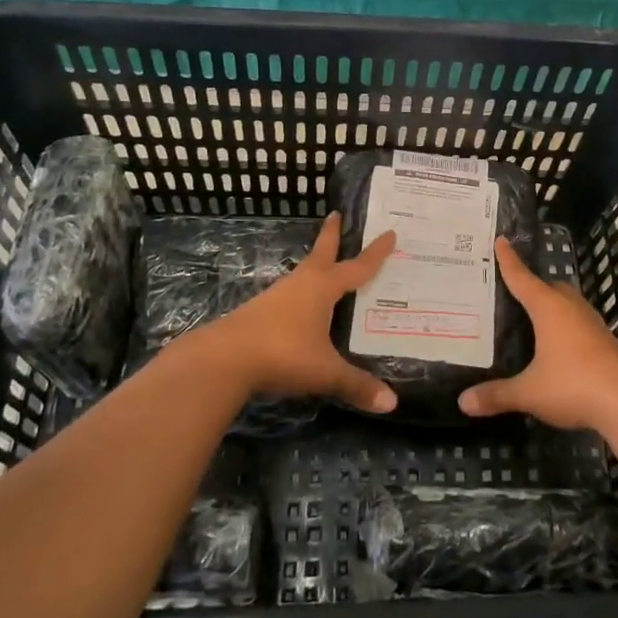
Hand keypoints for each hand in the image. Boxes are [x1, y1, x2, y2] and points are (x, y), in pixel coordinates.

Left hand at [193, 213, 398, 413]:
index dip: (376, 253)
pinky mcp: (260, 312)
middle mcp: (301, 285)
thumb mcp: (326, 372)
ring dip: (316, 266)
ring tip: (326, 267)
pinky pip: (290, 295)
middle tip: (336, 215)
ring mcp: (277, 296)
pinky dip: (302, 292)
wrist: (224, 358)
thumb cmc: (283, 354)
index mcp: (322, 288)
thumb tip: (392, 403)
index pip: (357, 267)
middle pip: (321, 254)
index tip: (390, 233)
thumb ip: (357, 385)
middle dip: (331, 235)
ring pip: (303, 274)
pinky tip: (302, 307)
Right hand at [458, 236, 617, 431]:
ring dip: (551, 306)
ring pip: (567, 304)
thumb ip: (497, 394)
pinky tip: (556, 344)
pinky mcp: (605, 342)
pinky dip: (564, 326)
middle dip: (533, 285)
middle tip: (512, 289)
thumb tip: (464, 402)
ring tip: (532, 316)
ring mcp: (592, 324)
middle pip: (549, 287)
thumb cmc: (574, 385)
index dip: (509, 260)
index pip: (522, 278)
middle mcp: (571, 308)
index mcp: (549, 308)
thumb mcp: (529, 392)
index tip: (501, 239)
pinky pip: (578, 323)